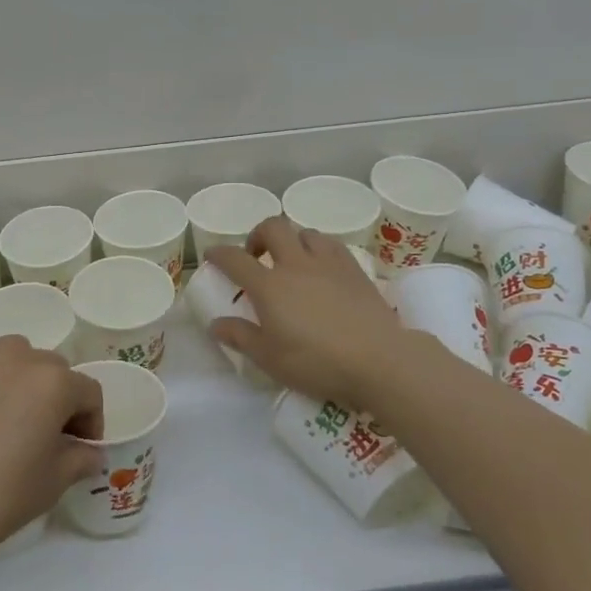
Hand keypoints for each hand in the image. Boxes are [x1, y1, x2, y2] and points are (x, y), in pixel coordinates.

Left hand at [0, 337, 103, 575]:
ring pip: (11, 361)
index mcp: (51, 380)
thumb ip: (80, 458)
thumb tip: (88, 452)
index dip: (91, 423)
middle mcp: (15, 356)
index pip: (88, 392)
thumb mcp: (52, 484)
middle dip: (56, 399)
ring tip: (5, 424)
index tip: (79, 450)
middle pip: (51, 370)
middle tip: (43, 438)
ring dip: (18, 385)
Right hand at [206, 218, 407, 408]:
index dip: (219, 253)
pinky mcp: (354, 269)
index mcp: (269, 286)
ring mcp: (328, 263)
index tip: (212, 255)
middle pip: (273, 228)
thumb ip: (240, 337)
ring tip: (292, 261)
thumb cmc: (317, 362)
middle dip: (258, 235)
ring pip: (305, 232)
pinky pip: (331, 244)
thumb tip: (216, 324)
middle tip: (256, 256)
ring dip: (292, 240)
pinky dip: (319, 248)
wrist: (378, 359)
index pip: (235, 259)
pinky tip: (322, 268)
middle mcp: (296, 264)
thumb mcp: (269, 358)